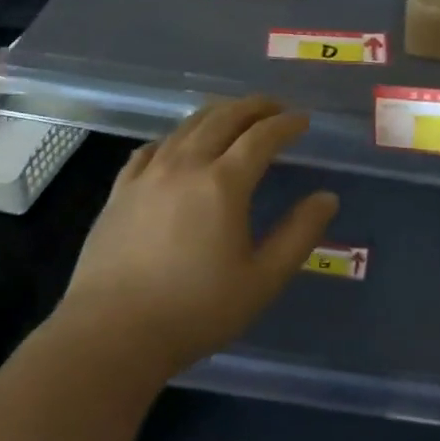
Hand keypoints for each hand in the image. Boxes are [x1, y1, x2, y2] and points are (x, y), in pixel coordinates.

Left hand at [58, 96, 337, 377]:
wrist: (112, 333)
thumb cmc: (196, 310)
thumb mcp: (262, 280)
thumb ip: (298, 235)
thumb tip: (327, 197)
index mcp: (223, 184)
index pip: (261, 137)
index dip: (286, 124)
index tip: (303, 120)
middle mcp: (185, 166)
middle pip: (223, 118)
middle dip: (253, 107)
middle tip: (274, 108)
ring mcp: (147, 175)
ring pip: (186, 126)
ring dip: (216, 114)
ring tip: (234, 116)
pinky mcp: (120, 191)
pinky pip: (151, 149)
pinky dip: (174, 137)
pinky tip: (177, 145)